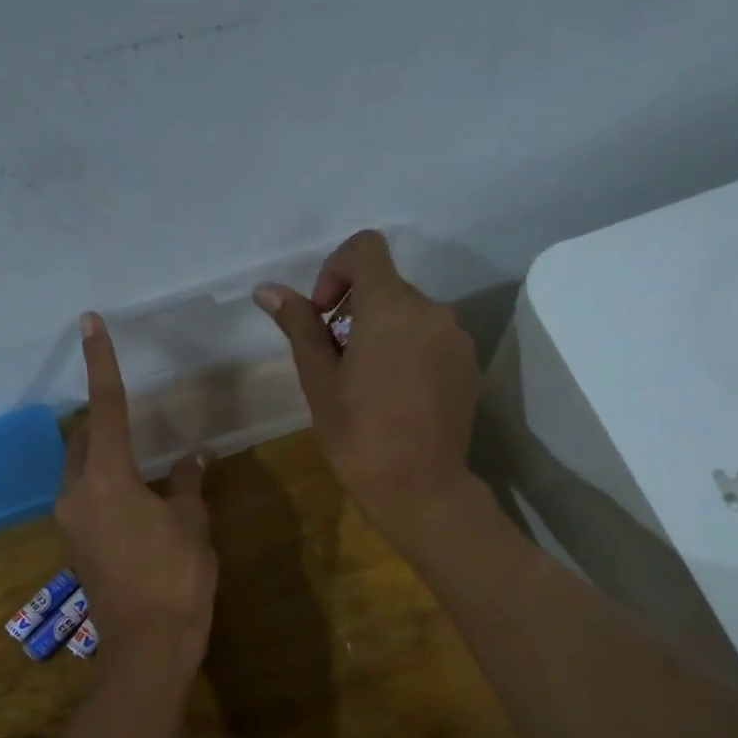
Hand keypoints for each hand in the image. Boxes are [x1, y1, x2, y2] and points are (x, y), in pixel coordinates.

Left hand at [55, 313, 217, 672]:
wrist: (147, 646)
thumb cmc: (177, 579)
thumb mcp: (191, 524)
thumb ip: (187, 484)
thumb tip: (194, 457)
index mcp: (107, 479)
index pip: (107, 407)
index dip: (102, 363)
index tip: (90, 324)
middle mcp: (76, 493)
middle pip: (83, 438)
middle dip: (103, 418)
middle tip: (130, 409)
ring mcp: (70, 521)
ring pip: (80, 468)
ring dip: (103, 454)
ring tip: (140, 458)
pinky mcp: (74, 543)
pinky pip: (84, 496)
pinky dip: (105, 483)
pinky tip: (135, 497)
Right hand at [255, 230, 481, 553]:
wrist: (420, 488)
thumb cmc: (359, 436)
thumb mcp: (319, 381)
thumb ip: (300, 326)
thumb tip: (267, 290)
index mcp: (390, 307)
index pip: (366, 248)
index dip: (337, 268)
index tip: (325, 313)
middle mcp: (431, 310)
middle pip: (387, 286)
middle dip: (356, 311)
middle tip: (337, 362)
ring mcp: (456, 338)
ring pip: (411, 315)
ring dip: (384, 332)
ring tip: (368, 384)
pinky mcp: (469, 364)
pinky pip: (433, 339)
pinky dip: (410, 351)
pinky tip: (398, 397)